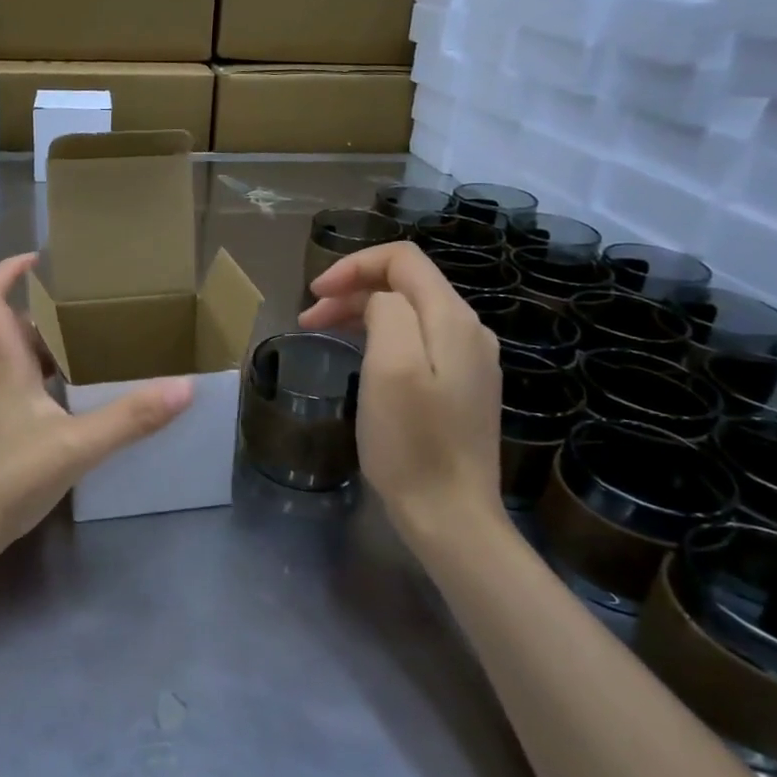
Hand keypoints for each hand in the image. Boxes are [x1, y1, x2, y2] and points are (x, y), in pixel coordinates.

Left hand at [0, 252, 194, 554]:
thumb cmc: (7, 476)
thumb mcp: (75, 445)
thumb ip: (130, 418)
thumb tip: (184, 386)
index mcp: (6, 366)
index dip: (6, 273)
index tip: (38, 258)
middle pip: (15, 332)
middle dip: (48, 314)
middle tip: (92, 309)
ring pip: (25, 366)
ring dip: (55, 352)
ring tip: (99, 350)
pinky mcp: (5, 440)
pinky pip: (32, 397)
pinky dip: (56, 389)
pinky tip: (86, 406)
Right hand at [298, 241, 503, 540]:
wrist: (451, 517)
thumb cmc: (412, 443)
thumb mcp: (390, 367)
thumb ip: (386, 312)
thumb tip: (379, 303)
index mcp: (452, 319)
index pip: (403, 259)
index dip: (354, 266)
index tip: (314, 294)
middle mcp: (468, 331)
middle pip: (405, 284)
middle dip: (352, 289)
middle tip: (308, 317)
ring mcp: (468, 362)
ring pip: (408, 313)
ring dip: (361, 312)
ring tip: (321, 331)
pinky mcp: (460, 388)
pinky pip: (416, 341)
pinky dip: (379, 336)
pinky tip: (358, 356)